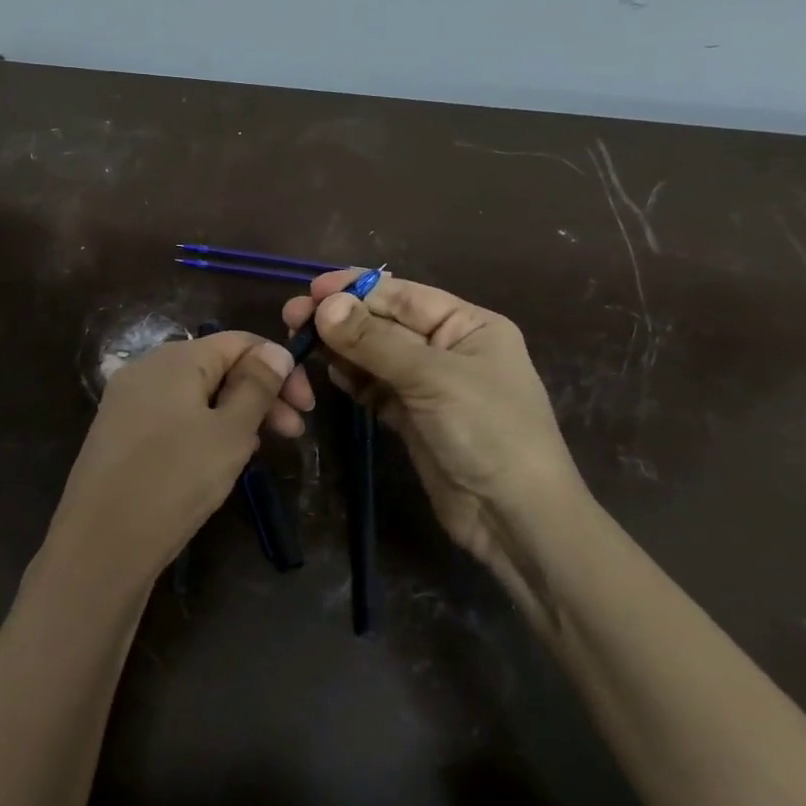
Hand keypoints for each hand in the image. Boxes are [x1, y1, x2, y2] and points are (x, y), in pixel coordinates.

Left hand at [40, 332, 311, 595]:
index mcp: (174, 358)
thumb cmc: (174, 481)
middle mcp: (146, 370)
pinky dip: (203, 432)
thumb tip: (275, 351)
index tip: (306, 406)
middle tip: (293, 434)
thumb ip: (257, 387)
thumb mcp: (229, 433)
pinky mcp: (120, 435)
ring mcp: (128, 403)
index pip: (238, 342)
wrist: (100, 545)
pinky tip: (218, 464)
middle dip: (259, 394)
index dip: (279, 366)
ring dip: (234, 416)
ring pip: (196, 396)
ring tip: (256, 454)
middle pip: (216, 367)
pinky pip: (173, 419)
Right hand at [282, 272, 585, 591]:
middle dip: (341, 318)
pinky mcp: (411, 417)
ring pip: (374, 355)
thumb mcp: (432, 378)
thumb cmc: (487, 431)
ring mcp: (428, 385)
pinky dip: (351, 378)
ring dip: (339, 347)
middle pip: (384, 323)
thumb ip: (373, 341)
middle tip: (292, 317)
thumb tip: (323, 306)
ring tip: (299, 341)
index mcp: (468, 325)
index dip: (356, 289)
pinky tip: (326, 371)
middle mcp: (448, 348)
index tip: (311, 289)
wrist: (513, 517)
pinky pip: (374, 387)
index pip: (403, 295)